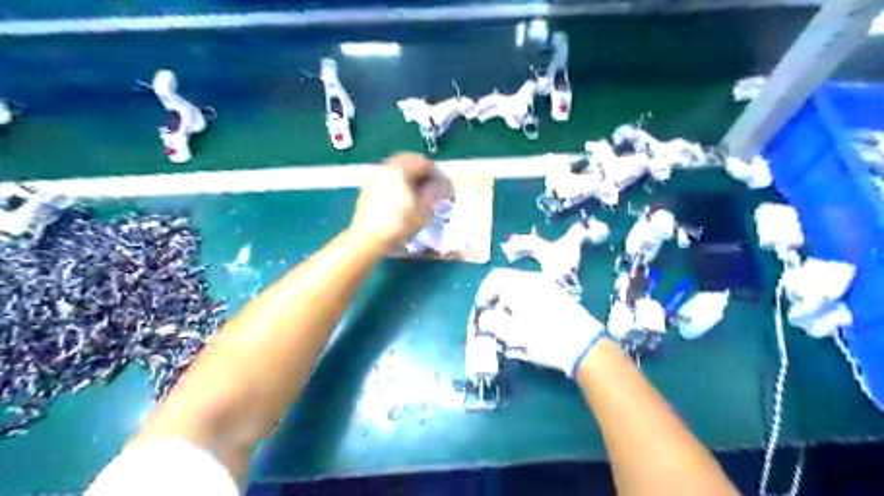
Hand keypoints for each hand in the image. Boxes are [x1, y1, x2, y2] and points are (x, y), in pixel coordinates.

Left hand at [349, 153, 451, 249]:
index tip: (445, 188)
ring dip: (412, 175)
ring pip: (398, 167)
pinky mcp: (369, 186)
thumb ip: (434, 193)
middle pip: (410, 160)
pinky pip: (389, 176)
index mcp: (401, 169)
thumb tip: (441, 185)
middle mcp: (387, 167)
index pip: (425, 163)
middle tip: (434, 187)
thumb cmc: (398, 224)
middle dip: (424, 172)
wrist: (367, 238)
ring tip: (420, 192)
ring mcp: (376, 175)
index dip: (439, 175)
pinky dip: (400, 180)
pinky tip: (404, 196)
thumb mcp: (423, 210)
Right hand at [469, 268, 608, 377]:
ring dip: (512, 302)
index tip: (482, 311)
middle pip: (507, 282)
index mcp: (518, 285)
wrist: (583, 344)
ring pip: (521, 287)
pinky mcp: (560, 295)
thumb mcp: (512, 334)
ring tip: (513, 323)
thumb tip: (484, 318)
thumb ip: (492, 323)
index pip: (493, 278)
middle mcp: (533, 279)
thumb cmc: (543, 338)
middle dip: (498, 299)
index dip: (484, 294)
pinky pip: (535, 292)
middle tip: (496, 319)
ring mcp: (548, 285)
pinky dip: (526, 303)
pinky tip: (531, 322)